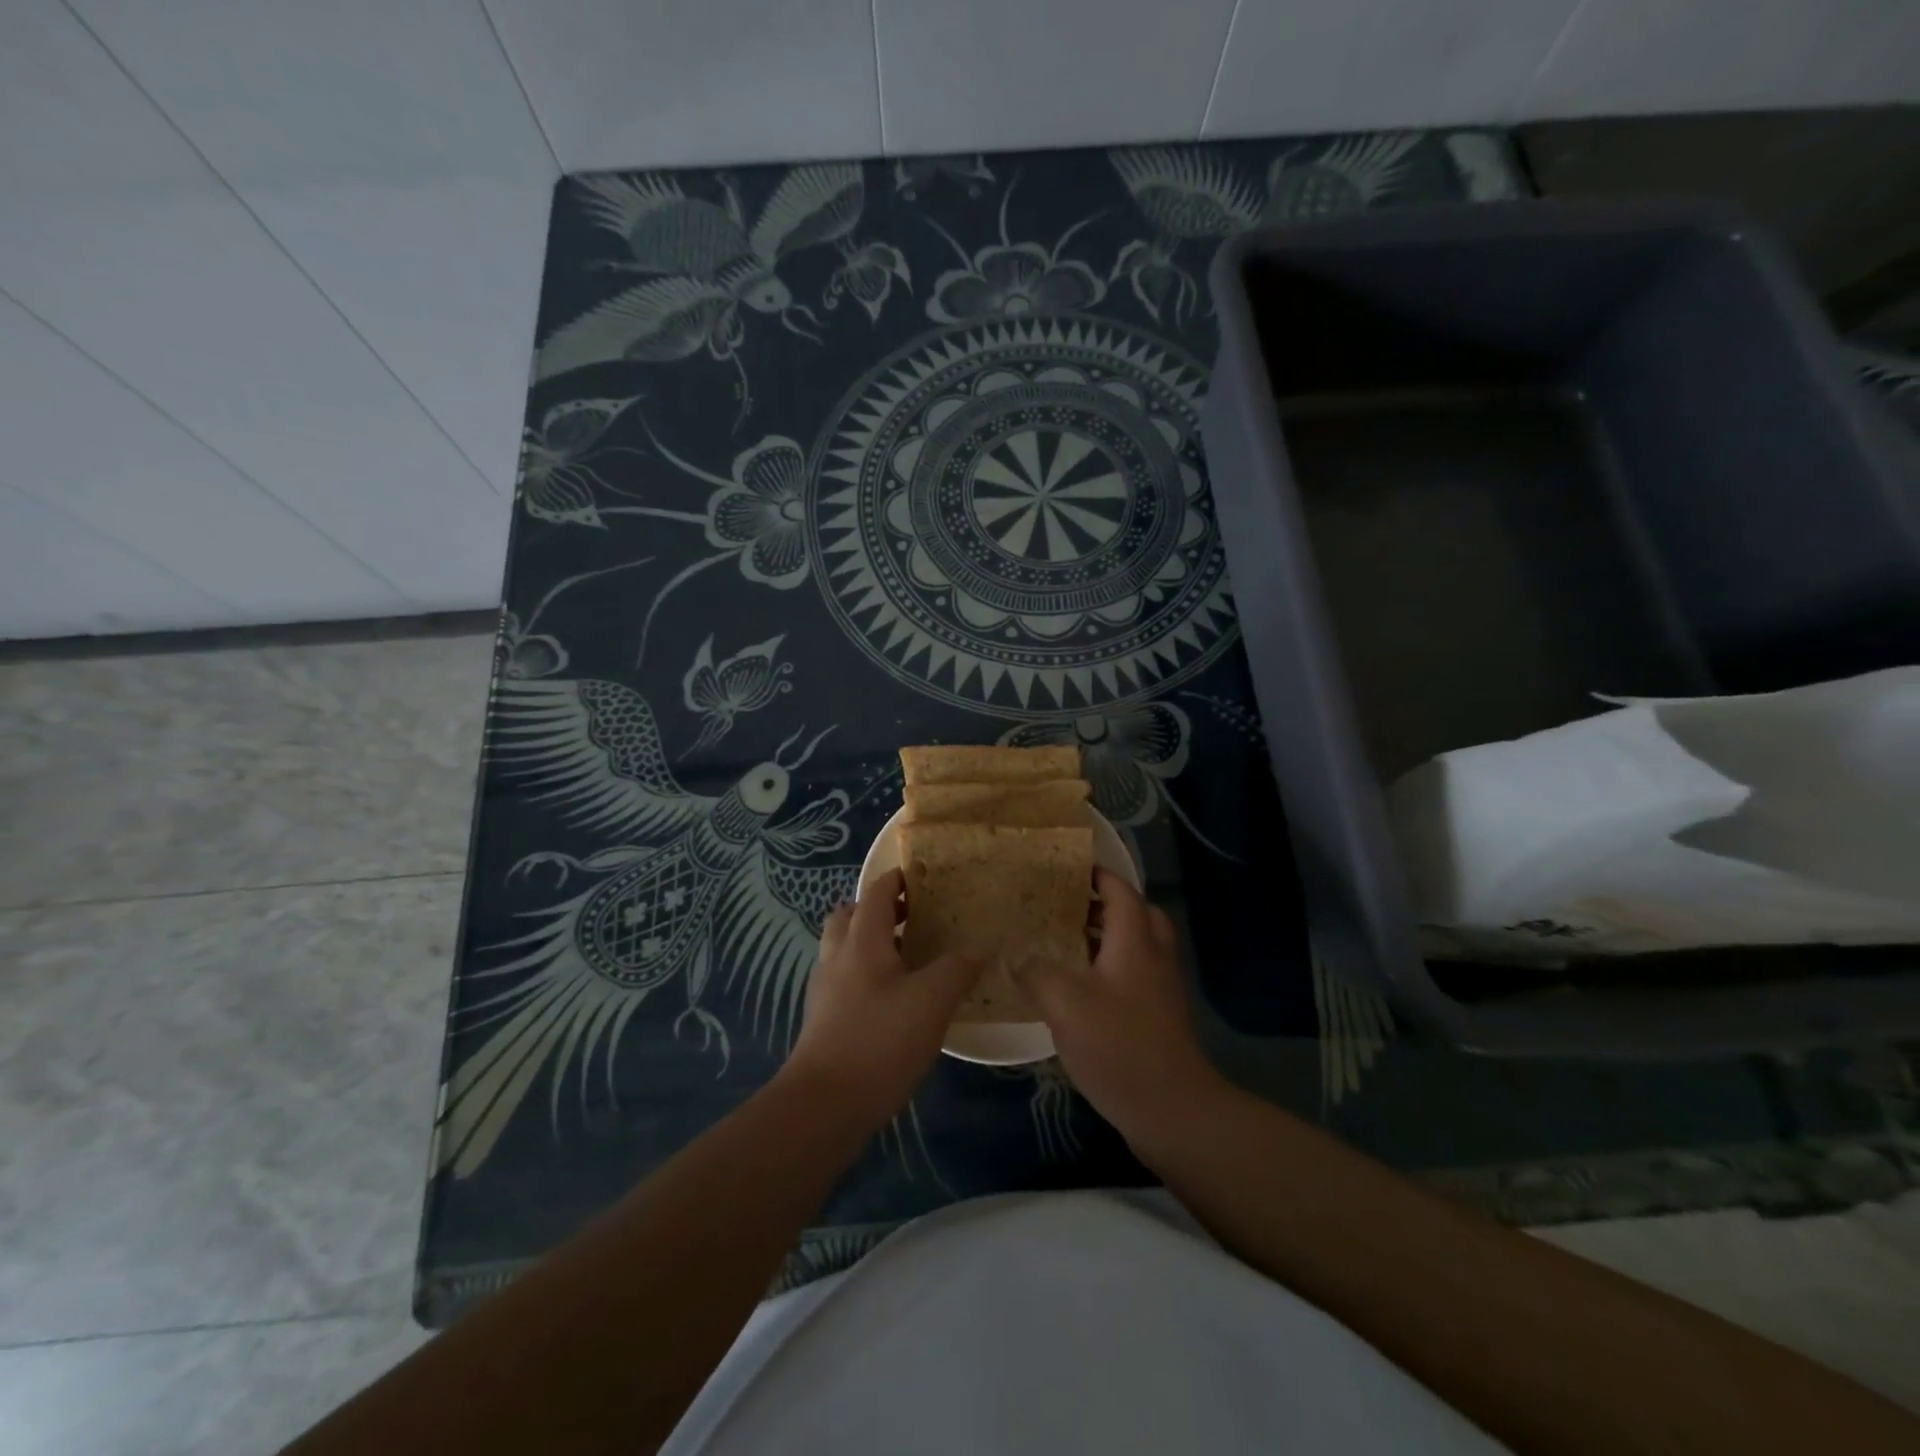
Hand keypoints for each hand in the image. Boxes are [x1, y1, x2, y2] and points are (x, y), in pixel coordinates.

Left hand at [782, 869, 980, 1131]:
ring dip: (870, 943)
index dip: (897, 879)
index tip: (923, 877)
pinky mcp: (823, 1021)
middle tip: (914, 917)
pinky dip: (866, 975)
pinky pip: (844, 980)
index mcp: (862, 941)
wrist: (824, 1106)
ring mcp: (826, 991)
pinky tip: (894, 1000)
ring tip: (908, 957)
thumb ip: (957, 968)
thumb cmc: (879, 1040)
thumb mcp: (932, 1001)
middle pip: (850, 916)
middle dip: (878, 910)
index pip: (876, 893)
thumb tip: (978, 948)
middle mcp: (838, 957)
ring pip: (844, 949)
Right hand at [1012, 869, 1224, 1143]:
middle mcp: (1152, 955)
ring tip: (1063, 941)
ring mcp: (1159, 986)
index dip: (1094, 874)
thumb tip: (1014, 956)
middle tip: (1064, 906)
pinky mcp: (1157, 1014)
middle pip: (1134, 912)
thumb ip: (1035, 973)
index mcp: (1134, 940)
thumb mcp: (1065, 1004)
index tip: (1063, 868)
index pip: (1119, 889)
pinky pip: (1132, 972)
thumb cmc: (1119, 1045)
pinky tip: (1076, 987)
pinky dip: (1108, 965)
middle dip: (1101, 903)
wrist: (1173, 1109)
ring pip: (1134, 944)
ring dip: (1103, 936)